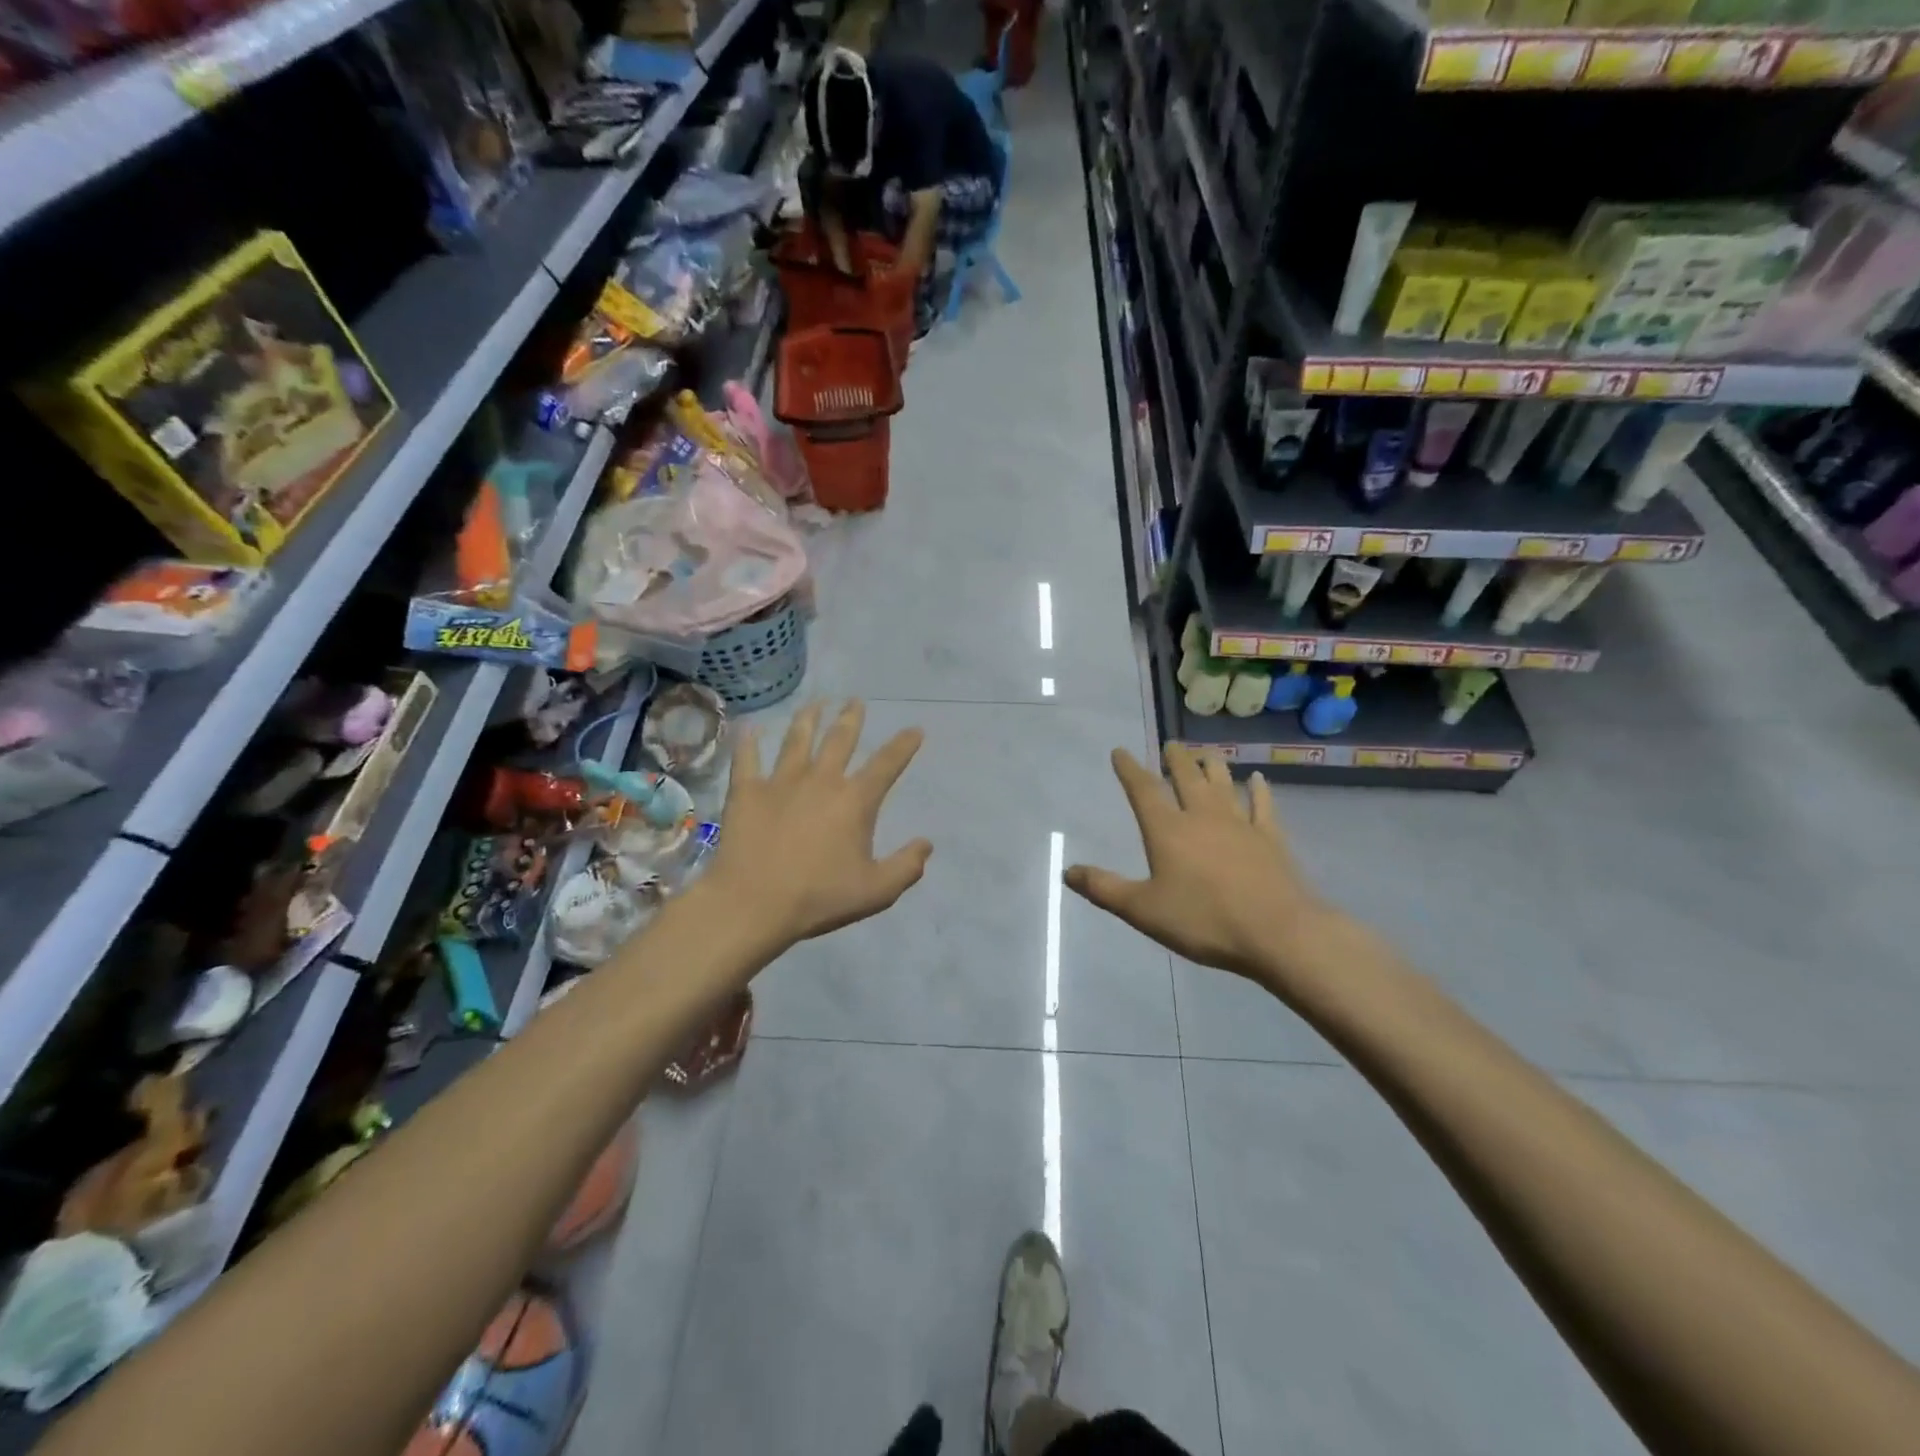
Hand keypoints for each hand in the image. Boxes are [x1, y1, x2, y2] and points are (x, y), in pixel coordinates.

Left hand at [706, 702, 932, 950]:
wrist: (752, 904)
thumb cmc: (819, 898)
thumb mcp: (876, 891)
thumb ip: (907, 867)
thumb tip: (926, 844)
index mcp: (855, 801)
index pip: (887, 764)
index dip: (904, 745)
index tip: (915, 729)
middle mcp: (821, 780)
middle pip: (840, 740)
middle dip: (851, 718)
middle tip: (855, 701)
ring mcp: (781, 782)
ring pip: (797, 739)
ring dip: (808, 718)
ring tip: (815, 703)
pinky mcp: (747, 791)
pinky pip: (747, 758)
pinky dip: (748, 741)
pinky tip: (750, 728)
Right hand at [1065, 746, 1342, 986]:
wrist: (1277, 932)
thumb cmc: (1203, 920)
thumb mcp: (1143, 910)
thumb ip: (1104, 889)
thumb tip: (1067, 871)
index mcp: (1167, 830)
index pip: (1144, 790)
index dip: (1129, 769)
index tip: (1121, 752)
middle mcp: (1202, 817)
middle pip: (1186, 778)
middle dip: (1175, 760)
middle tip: (1170, 745)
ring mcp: (1240, 824)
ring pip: (1223, 784)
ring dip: (1213, 766)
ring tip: (1206, 754)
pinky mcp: (1270, 839)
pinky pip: (1263, 806)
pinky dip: (1259, 791)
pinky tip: (1258, 780)